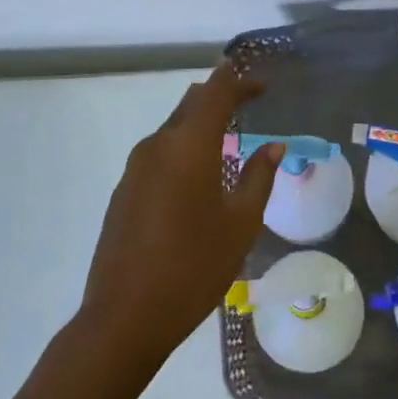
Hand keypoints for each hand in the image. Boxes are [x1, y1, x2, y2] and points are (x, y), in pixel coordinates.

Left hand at [77, 62, 283, 369]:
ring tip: (227, 140)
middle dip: (220, 96)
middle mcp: (158, 144)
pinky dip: (183, 148)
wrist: (124, 316)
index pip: (216, 92)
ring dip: (200, 124)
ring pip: (173, 127)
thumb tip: (273, 146)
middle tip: (248, 103)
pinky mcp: (124, 189)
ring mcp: (136, 167)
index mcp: (189, 145)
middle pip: (191, 103)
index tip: (262, 84)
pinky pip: (159, 152)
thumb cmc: (194, 267)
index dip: (240, 81)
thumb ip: (258, 177)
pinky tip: (197, 175)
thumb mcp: (240, 224)